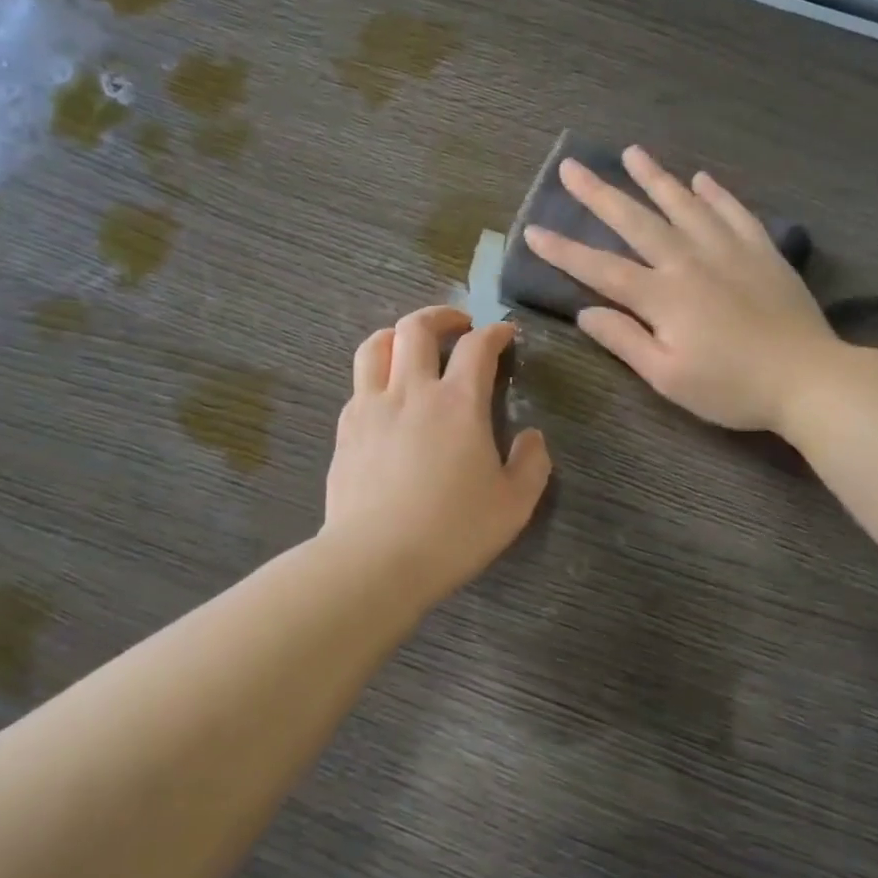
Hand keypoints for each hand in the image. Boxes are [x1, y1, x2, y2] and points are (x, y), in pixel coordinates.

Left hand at [323, 305, 551, 600]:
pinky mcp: (345, 430)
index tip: (505, 333)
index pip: (477, 347)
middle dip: (442, 316)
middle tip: (459, 326)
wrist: (375, 560)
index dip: (495, 332)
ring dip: (399, 335)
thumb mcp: (514, 504)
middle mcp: (412, 392)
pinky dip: (377, 374)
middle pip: (417, 327)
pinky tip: (387, 398)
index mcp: (458, 403)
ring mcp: (371, 407)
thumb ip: (531, 464)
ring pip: (377, 345)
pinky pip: (358, 383)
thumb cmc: (453, 532)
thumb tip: (531, 438)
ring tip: (412, 347)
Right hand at [522, 146, 837, 432]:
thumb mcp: (668, 377)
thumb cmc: (731, 387)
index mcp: (661, 296)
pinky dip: (715, 193)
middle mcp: (689, 261)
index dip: (564, 251)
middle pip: (636, 222)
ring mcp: (728, 250)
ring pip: (683, 205)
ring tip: (631, 152)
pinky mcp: (761, 251)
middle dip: (600, 194)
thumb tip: (585, 312)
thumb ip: (625, 340)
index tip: (532, 230)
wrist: (807, 378)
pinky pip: (734, 212)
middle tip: (573, 167)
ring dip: (654, 178)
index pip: (600, 268)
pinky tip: (701, 179)